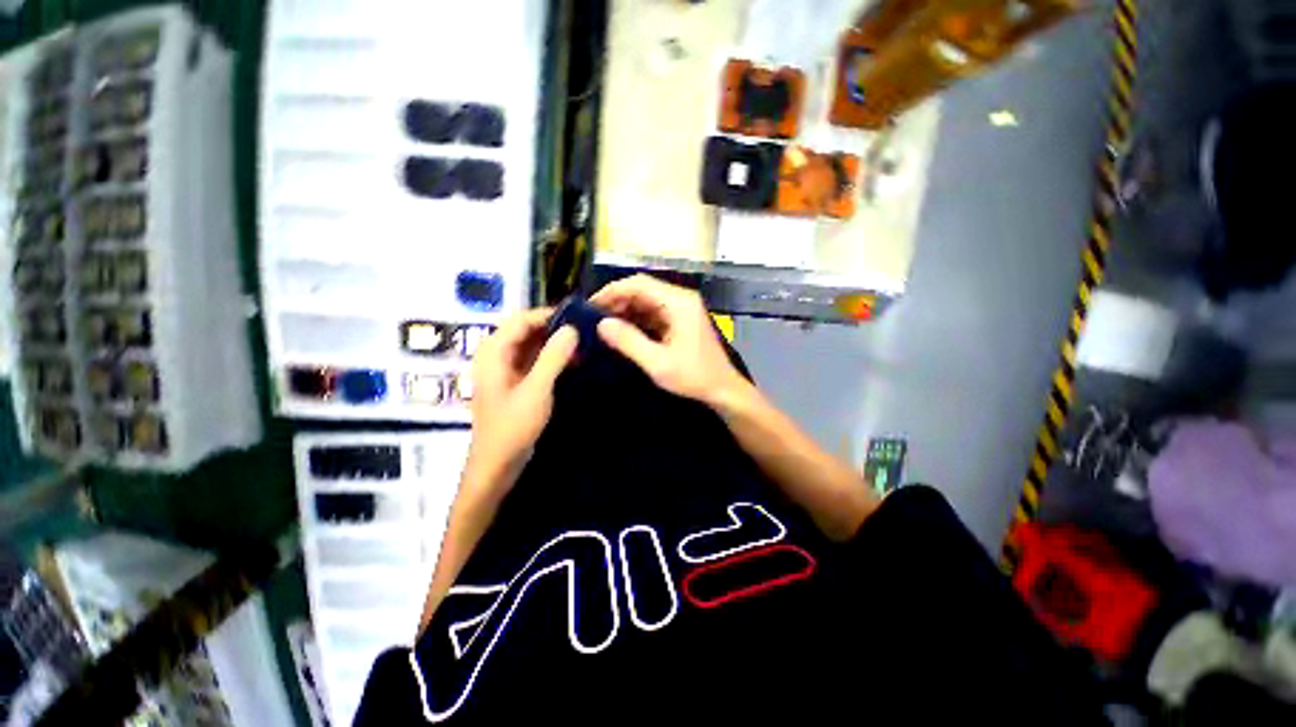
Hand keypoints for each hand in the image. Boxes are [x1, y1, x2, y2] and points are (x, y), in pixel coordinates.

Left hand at [467, 309, 577, 490]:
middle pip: (527, 329)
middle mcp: (497, 354)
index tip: (577, 315)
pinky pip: (535, 359)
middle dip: (555, 327)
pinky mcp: (516, 381)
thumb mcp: (537, 390)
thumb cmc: (512, 427)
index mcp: (494, 351)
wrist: (497, 464)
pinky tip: (573, 359)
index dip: (548, 314)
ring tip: (583, 340)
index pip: (522, 319)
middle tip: (584, 327)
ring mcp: (506, 368)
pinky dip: (553, 356)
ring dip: (555, 342)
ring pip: (532, 344)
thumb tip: (572, 329)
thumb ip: (553, 357)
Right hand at [592, 274, 749, 408]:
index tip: (591, 306)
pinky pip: (653, 313)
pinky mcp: (679, 321)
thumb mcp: (658, 363)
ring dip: (625, 311)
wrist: (722, 390)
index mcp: (678, 303)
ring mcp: (681, 309)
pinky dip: (636, 320)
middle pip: (642, 289)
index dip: (613, 291)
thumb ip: (629, 342)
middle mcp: (680, 299)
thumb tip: (602, 324)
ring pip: (646, 301)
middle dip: (617, 301)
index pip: (639, 284)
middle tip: (594, 318)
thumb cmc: (693, 377)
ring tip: (603, 325)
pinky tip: (621, 331)